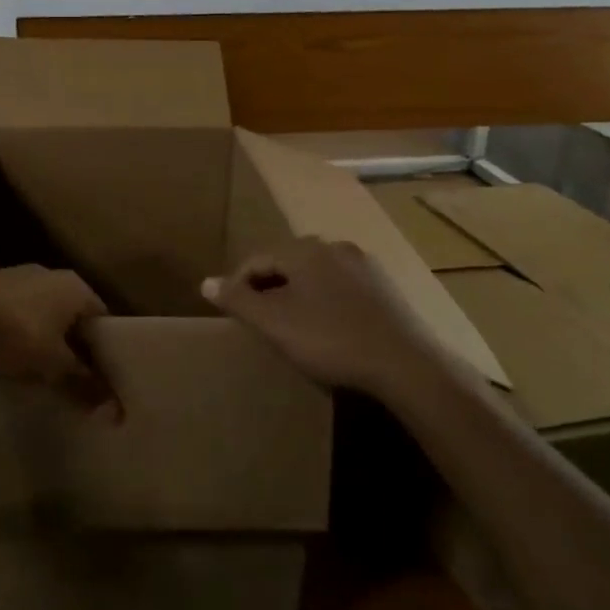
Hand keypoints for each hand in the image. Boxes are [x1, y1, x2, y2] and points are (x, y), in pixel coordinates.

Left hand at [0, 266, 109, 403]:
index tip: (100, 378)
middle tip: (70, 377)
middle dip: (72, 345)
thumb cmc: (14, 334)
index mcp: (76, 287)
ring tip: (36, 368)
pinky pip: (15, 311)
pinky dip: (17, 330)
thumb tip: (116, 412)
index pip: (103, 320)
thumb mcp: (53, 366)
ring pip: (43, 312)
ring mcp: (18, 275)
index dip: (104, 351)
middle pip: (73, 316)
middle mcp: (51, 274)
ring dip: (43, 337)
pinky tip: (5, 351)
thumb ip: (84, 385)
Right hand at [202, 237, 434, 396]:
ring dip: (297, 295)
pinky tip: (328, 330)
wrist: (404, 363)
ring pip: (315, 275)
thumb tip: (205, 282)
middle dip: (268, 288)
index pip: (256, 260)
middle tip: (258, 321)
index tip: (231, 314)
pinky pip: (341, 288)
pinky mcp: (385, 288)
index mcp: (304, 250)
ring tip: (291, 327)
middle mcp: (334, 247)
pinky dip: (325, 303)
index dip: (237, 285)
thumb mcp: (273, 323)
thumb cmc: (329, 339)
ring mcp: (364, 266)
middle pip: (287, 264)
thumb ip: (237, 300)